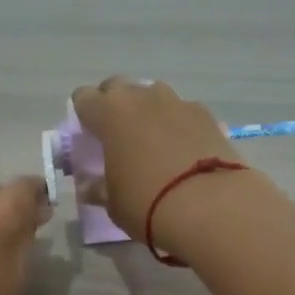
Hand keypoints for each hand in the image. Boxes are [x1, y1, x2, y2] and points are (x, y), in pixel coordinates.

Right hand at [69, 77, 247, 250]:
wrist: (211, 206)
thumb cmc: (148, 204)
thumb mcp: (113, 203)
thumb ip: (98, 188)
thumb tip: (89, 186)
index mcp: (110, 113)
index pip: (84, 98)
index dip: (83, 115)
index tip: (88, 136)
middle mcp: (142, 97)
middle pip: (118, 87)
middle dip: (113, 106)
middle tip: (117, 136)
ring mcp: (177, 102)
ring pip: (153, 94)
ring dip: (147, 111)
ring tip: (152, 141)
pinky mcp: (207, 114)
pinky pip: (183, 111)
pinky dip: (178, 124)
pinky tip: (183, 150)